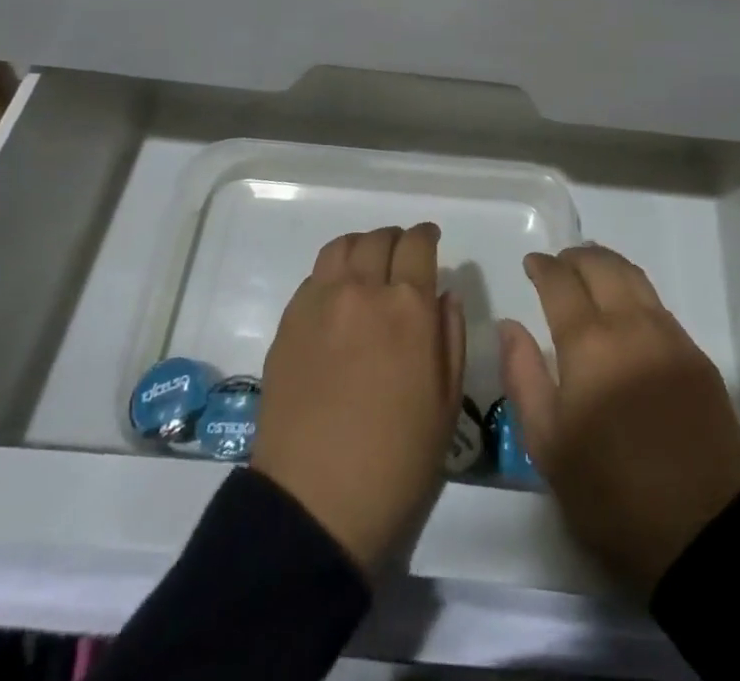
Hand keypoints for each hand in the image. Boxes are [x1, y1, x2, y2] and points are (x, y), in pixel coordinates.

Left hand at [252, 224, 463, 573]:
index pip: (418, 244)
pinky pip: (314, 276)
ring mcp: (320, 302)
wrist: (315, 503)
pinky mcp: (289, 322)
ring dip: (361, 247)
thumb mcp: (447, 403)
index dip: (427, 236)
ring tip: (367, 267)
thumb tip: (444, 294)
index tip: (431, 240)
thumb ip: (450, 335)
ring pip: (342, 247)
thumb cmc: (397, 460)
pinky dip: (332, 273)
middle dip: (396, 240)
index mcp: (408, 306)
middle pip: (379, 239)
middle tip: (402, 258)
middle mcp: (363, 290)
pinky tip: (338, 298)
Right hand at [500, 244, 739, 595]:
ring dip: (608, 264)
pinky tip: (627, 308)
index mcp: (589, 344)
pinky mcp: (696, 355)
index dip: (543, 267)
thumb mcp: (548, 445)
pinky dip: (635, 290)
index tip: (531, 263)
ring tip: (591, 270)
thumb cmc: (611, 492)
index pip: (561, 283)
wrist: (703, 528)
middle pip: (602, 266)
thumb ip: (523, 376)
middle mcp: (630, 325)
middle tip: (559, 263)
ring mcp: (669, 336)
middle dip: (576, 256)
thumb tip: (509, 325)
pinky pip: (658, 303)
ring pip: (635, 277)